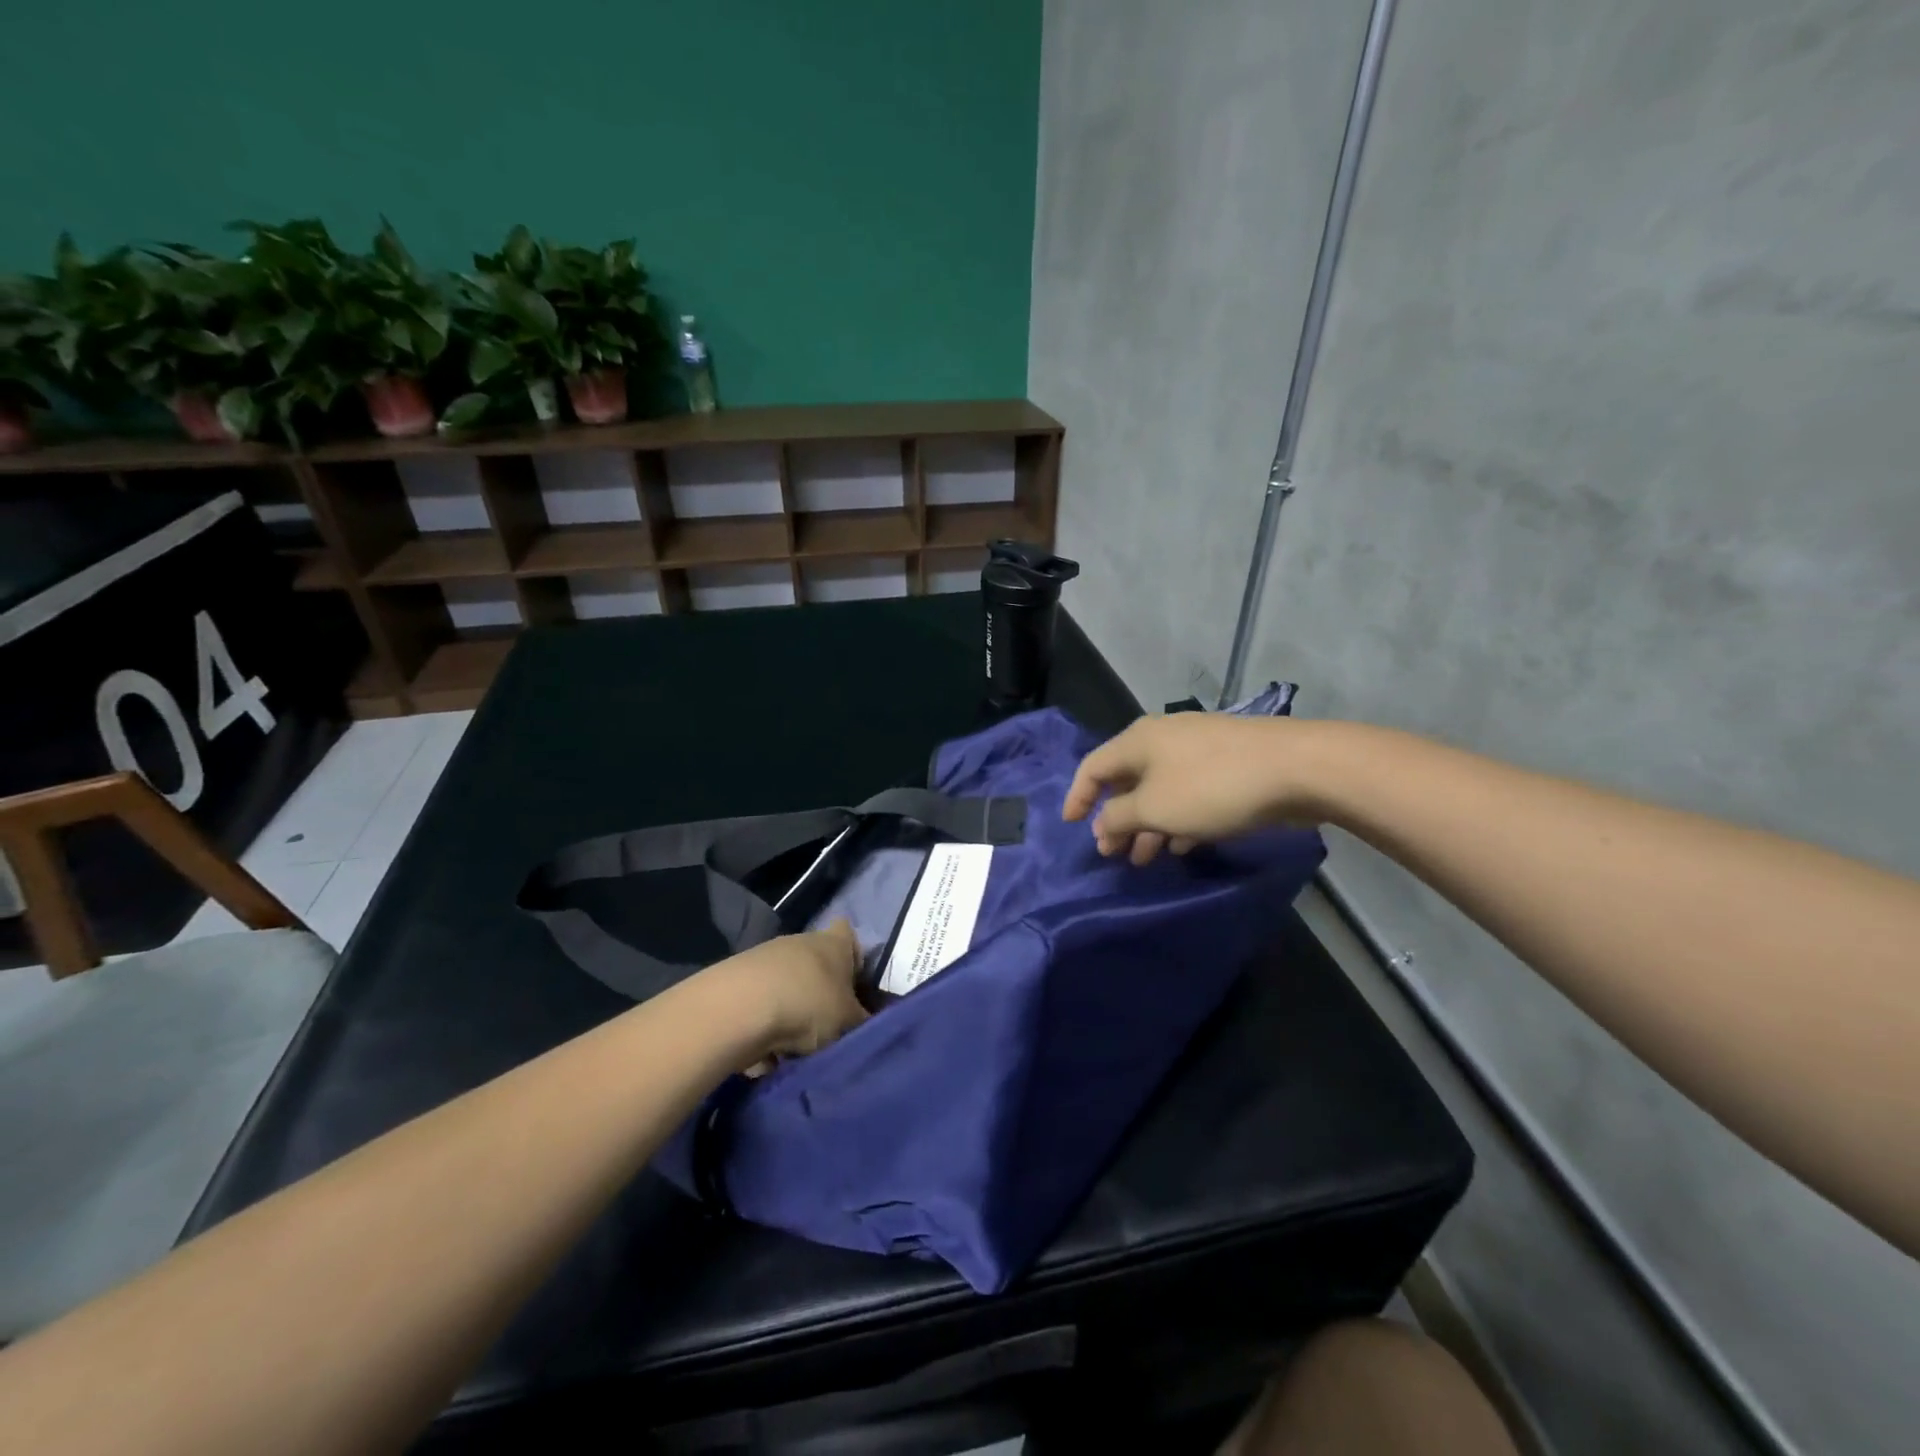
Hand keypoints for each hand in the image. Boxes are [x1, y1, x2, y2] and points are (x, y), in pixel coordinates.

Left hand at [709, 919, 867, 1069]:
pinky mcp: (738, 978)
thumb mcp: (848, 1021)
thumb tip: (867, 1023)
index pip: (849, 935)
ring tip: (795, 1047)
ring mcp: (766, 957)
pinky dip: (766, 1026)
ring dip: (793, 1013)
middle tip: (829, 1027)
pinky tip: (766, 1051)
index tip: (855, 986)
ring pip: (789, 987)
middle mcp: (801, 941)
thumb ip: (862, 1021)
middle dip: (822, 994)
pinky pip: (763, 1005)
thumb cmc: (808, 1004)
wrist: (738, 1008)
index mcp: (834, 943)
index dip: (854, 958)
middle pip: (817, 965)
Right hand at [1062, 714, 1327, 864]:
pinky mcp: (1226, 764)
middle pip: (1126, 780)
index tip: (1070, 826)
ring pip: (1159, 790)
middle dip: (1116, 819)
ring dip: (1147, 825)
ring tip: (1145, 859)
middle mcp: (1162, 739)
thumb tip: (1101, 825)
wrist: (1295, 768)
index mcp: (1137, 741)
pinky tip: (1181, 845)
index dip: (1077, 797)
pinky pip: (1187, 793)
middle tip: (1112, 853)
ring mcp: (1197, 749)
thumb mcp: (1155, 808)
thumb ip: (1119, 817)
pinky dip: (1176, 818)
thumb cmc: (1212, 787)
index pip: (1092, 767)